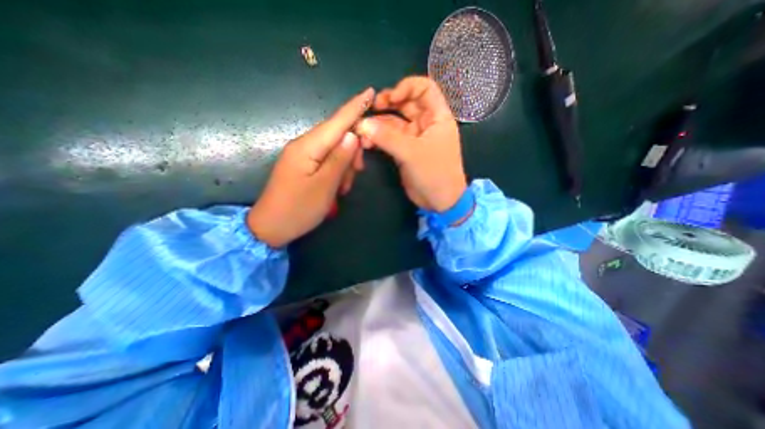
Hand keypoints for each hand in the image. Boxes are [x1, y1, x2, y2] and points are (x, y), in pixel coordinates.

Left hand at [247, 88, 375, 248]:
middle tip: (358, 172)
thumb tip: (352, 135)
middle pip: (337, 136)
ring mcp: (303, 155)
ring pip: (334, 150)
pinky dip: (337, 171)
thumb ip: (339, 159)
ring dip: (345, 166)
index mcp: (308, 147)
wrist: (271, 227)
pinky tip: (337, 187)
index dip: (355, 108)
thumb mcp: (325, 186)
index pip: (337, 122)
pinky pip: (327, 160)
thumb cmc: (299, 209)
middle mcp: (304, 145)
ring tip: (343, 188)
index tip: (370, 91)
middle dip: (352, 151)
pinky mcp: (304, 166)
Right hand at [358, 77, 465, 212]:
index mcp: (437, 117)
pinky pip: (390, 138)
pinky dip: (379, 138)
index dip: (407, 87)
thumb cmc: (434, 173)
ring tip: (363, 130)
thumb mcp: (412, 153)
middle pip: (406, 104)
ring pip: (395, 122)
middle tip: (372, 108)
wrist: (439, 201)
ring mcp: (414, 138)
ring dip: (379, 124)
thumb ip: (387, 137)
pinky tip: (367, 142)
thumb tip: (363, 124)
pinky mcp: (405, 150)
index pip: (425, 88)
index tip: (391, 99)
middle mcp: (426, 124)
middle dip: (388, 103)